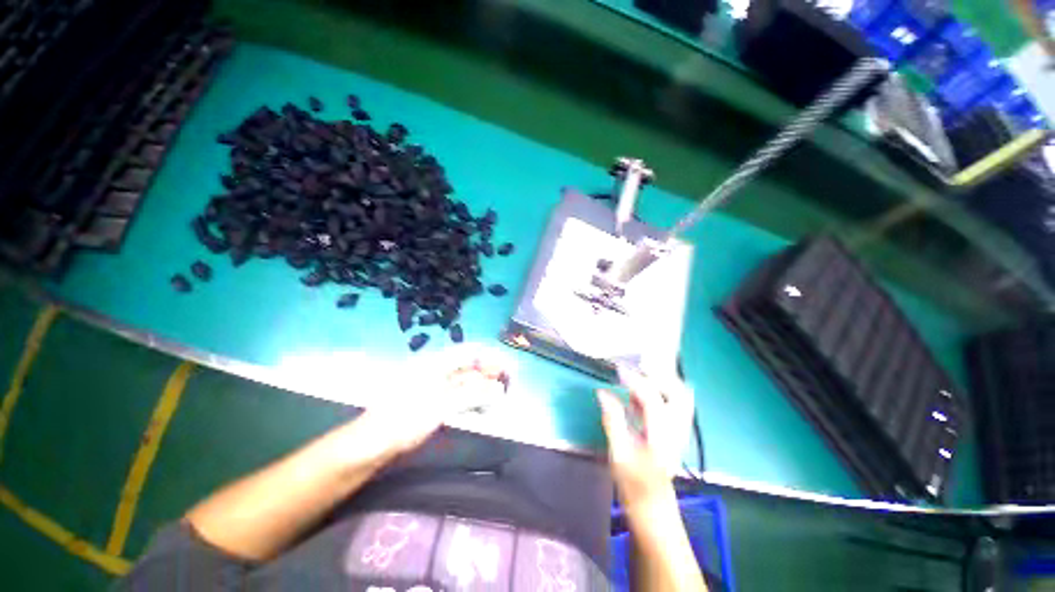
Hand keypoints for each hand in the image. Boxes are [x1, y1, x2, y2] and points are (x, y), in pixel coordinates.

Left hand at [354, 351, 510, 461]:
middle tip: (508, 389)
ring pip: (468, 381)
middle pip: (471, 366)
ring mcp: (436, 387)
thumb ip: (472, 395)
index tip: (508, 372)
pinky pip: (460, 395)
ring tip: (499, 401)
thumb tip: (499, 389)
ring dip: (484, 389)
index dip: (492, 358)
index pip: (472, 352)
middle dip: (491, 374)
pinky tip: (482, 409)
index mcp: (437, 363)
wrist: (369, 445)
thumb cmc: (402, 420)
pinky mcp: (435, 402)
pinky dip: (474, 400)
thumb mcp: (439, 406)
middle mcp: (438, 370)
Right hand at [597, 366, 694, 511]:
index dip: (635, 380)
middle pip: (678, 393)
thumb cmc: (634, 485)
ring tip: (637, 379)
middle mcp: (676, 430)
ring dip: (661, 384)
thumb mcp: (618, 453)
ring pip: (679, 399)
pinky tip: (638, 397)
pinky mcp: (674, 435)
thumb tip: (602, 393)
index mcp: (662, 435)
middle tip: (635, 371)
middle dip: (658, 377)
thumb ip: (612, 420)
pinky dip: (658, 395)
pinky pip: (672, 407)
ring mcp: (678, 432)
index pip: (652, 398)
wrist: (654, 510)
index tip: (619, 370)